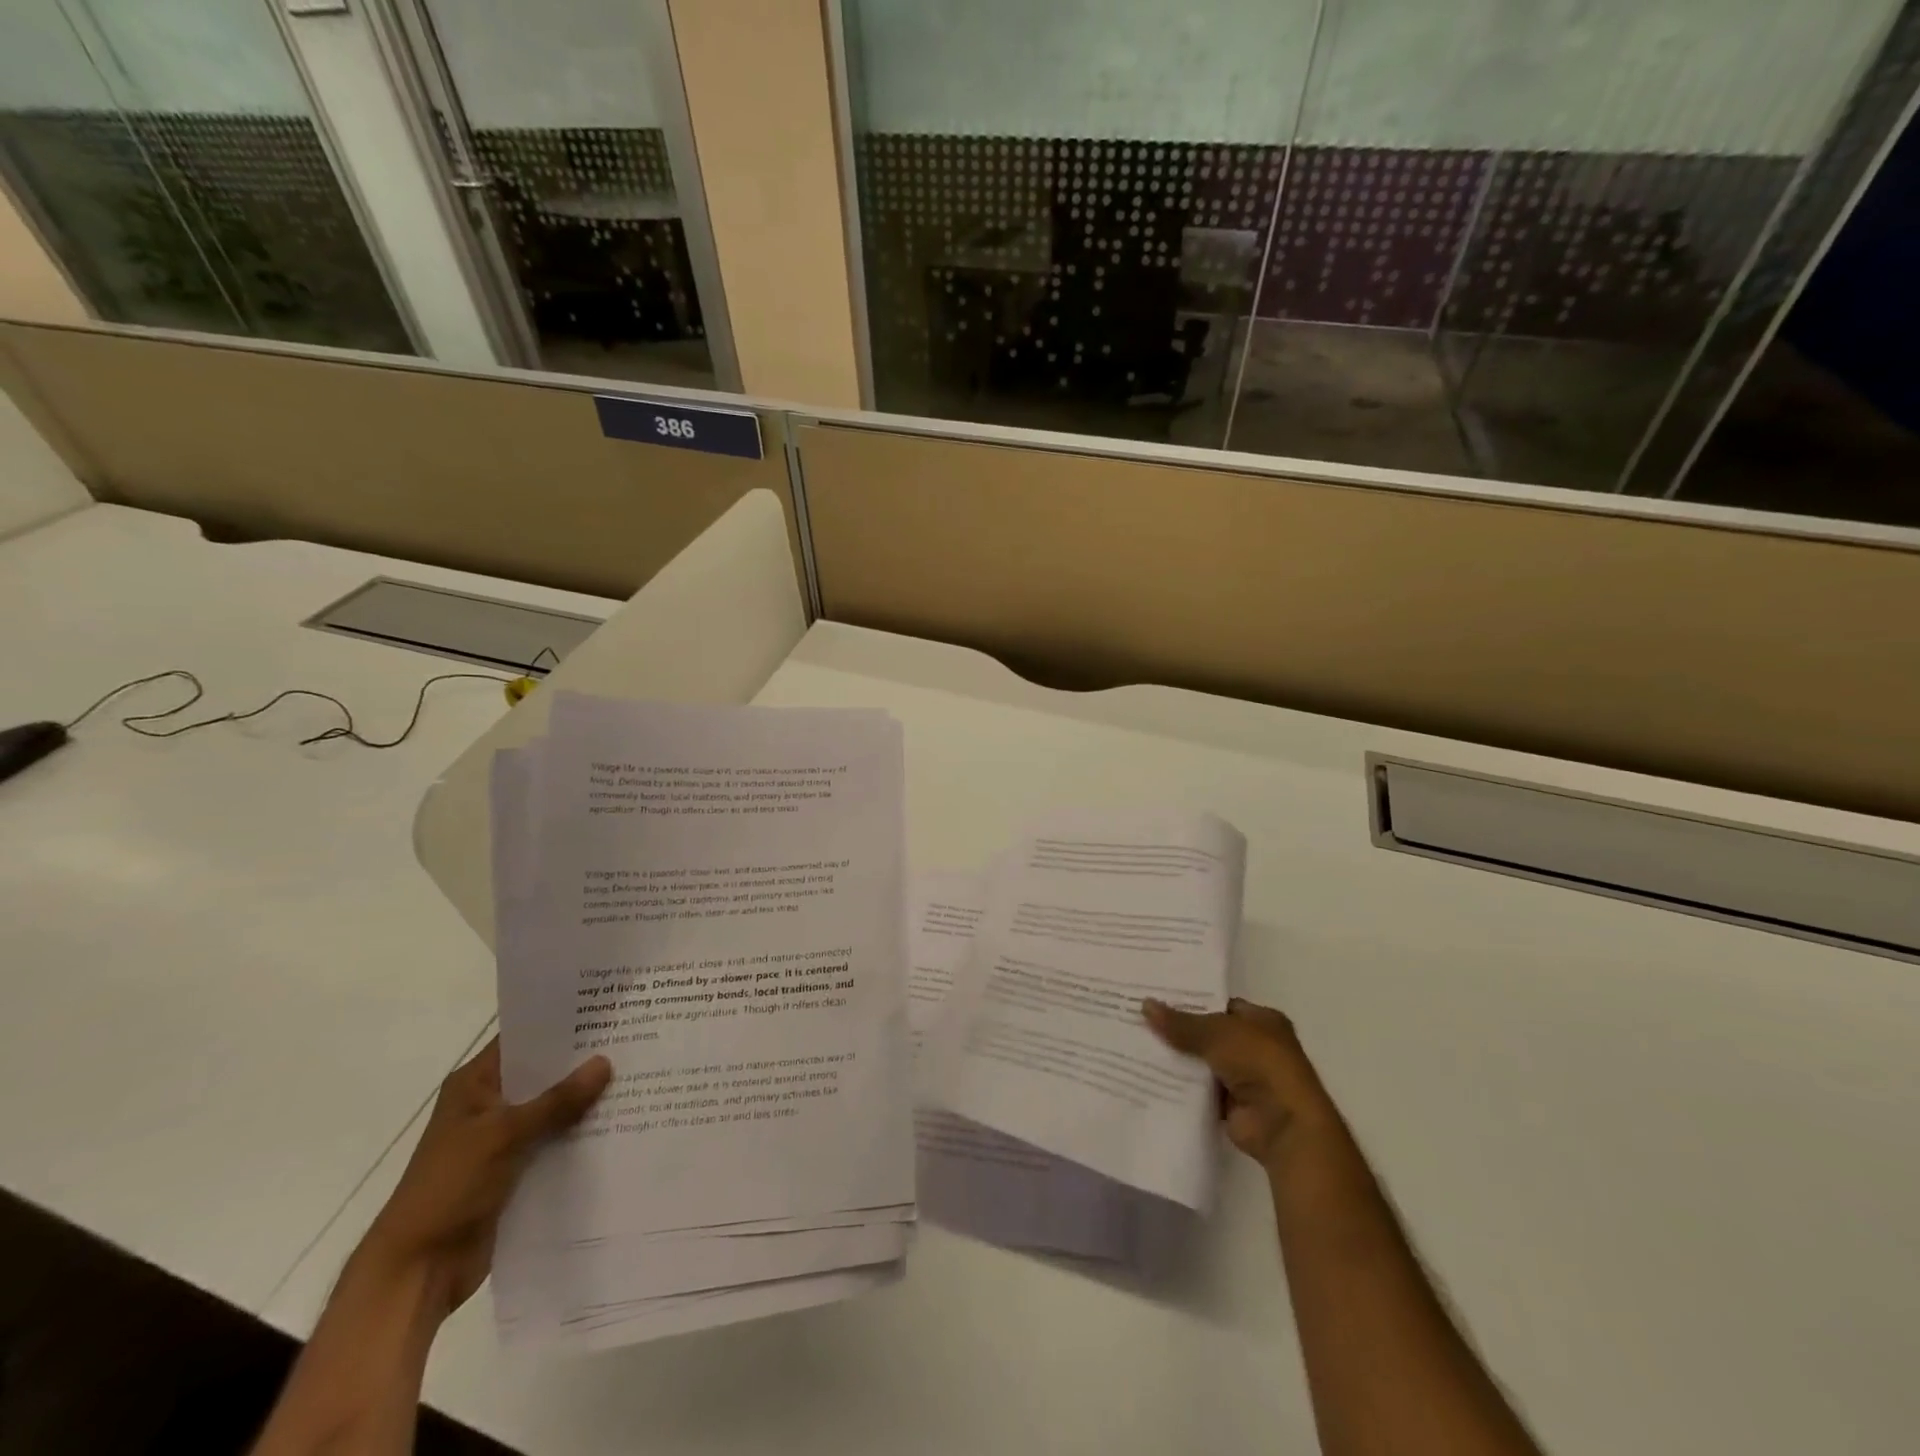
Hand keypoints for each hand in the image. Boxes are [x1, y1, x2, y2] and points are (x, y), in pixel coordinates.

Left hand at [355, 1038, 610, 1317]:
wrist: (417, 1270)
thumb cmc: (448, 1188)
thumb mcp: (503, 1136)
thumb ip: (556, 1100)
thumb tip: (605, 1061)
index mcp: (475, 1085)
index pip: (524, 1039)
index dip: (561, 1024)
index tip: (605, 1011)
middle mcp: (491, 1104)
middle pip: (544, 1074)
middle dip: (583, 1062)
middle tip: (634, 1040)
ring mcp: (504, 1138)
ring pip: (554, 1109)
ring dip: (587, 1101)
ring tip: (638, 1077)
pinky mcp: (517, 1169)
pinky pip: (556, 1141)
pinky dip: (582, 1134)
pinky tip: (621, 1123)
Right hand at [1143, 997, 1335, 1168]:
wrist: (1284, 1125)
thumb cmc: (1259, 1063)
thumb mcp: (1217, 1033)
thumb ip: (1181, 1023)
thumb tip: (1145, 1005)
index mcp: (1262, 1021)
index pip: (1220, 1005)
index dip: (1191, 1002)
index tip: (1156, 998)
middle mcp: (1255, 1047)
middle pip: (1208, 1034)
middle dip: (1178, 1031)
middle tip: (1139, 1020)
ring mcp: (1244, 1078)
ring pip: (1202, 1063)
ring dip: (1177, 1060)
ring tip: (1135, 1045)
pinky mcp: (1231, 1105)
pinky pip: (1199, 1090)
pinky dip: (1180, 1087)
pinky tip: (1149, 1076)